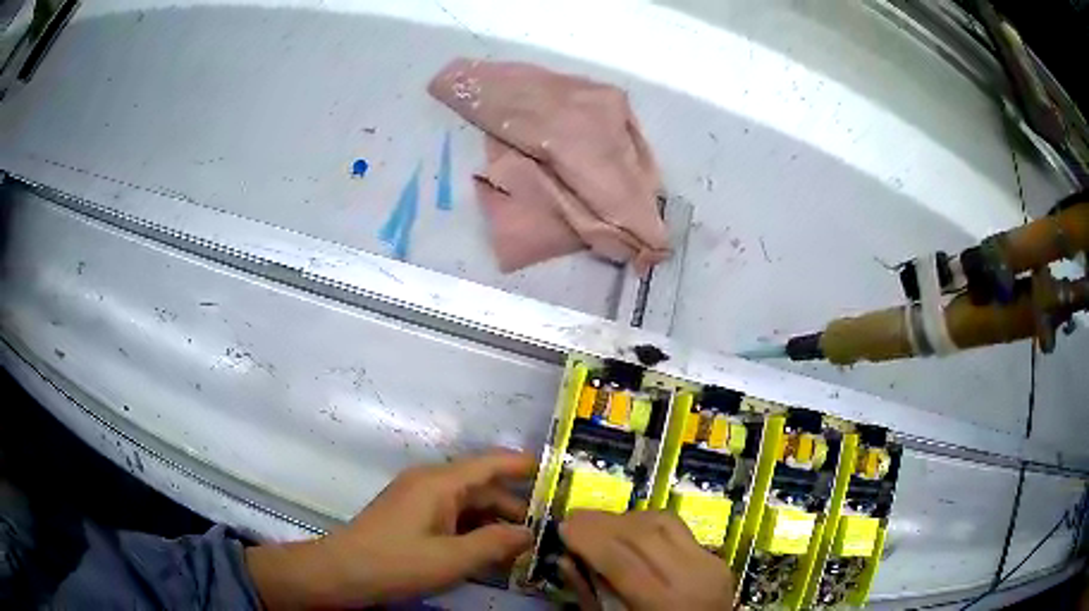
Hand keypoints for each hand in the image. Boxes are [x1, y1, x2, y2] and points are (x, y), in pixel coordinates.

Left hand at [245, 451, 535, 608]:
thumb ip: (495, 544)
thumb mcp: (451, 559)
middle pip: (482, 487)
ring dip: (495, 523)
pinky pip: (452, 517)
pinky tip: (490, 553)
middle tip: (549, 529)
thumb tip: (531, 534)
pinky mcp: (412, 517)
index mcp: (439, 483)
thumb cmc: (396, 563)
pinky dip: (474, 531)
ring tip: (525, 547)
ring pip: (468, 505)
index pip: (490, 463)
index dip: (523, 465)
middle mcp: (430, 483)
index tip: (556, 473)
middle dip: (515, 507)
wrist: (341, 573)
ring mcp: (418, 500)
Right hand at [559, 510, 735, 610]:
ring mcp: (709, 563)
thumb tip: (565, 559)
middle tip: (575, 518)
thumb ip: (590, 595)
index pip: (622, 560)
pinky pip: (679, 529)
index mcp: (664, 602)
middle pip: (643, 533)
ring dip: (626, 518)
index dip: (589, 539)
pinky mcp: (715, 557)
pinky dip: (649, 525)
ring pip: (663, 522)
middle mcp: (692, 575)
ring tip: (598, 523)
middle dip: (603, 521)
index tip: (563, 526)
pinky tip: (630, 530)